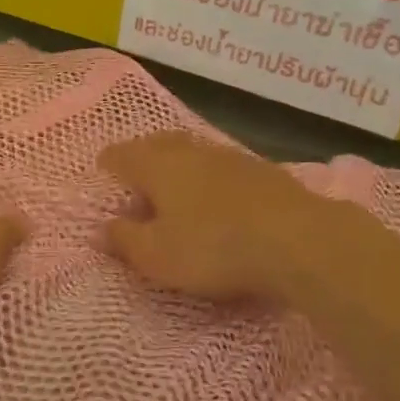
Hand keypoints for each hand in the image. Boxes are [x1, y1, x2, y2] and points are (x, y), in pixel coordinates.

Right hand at [101, 132, 333, 303]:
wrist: (298, 240)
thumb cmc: (213, 248)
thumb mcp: (157, 256)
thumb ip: (125, 240)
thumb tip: (101, 228)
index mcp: (158, 166)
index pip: (123, 155)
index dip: (109, 162)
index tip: (102, 169)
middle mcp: (191, 151)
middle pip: (158, 144)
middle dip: (143, 155)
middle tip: (136, 173)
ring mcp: (230, 157)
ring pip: (193, 152)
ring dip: (179, 164)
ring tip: (174, 184)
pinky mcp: (263, 171)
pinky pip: (222, 166)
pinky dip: (210, 176)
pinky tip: (217, 194)